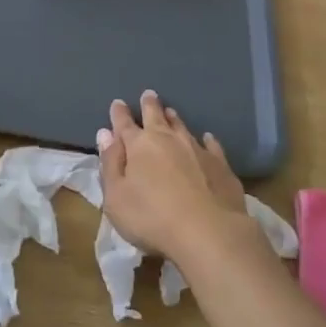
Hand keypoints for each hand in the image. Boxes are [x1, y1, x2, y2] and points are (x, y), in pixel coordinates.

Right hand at [97, 91, 246, 260]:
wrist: (208, 232)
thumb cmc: (151, 218)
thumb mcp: (116, 197)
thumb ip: (110, 163)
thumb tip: (105, 133)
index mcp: (138, 146)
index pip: (124, 124)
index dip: (119, 114)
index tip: (118, 103)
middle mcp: (167, 139)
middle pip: (155, 116)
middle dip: (149, 105)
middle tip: (149, 94)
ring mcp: (196, 149)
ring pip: (182, 126)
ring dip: (174, 118)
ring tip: (170, 111)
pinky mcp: (220, 164)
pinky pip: (212, 145)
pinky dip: (208, 140)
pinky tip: (208, 138)